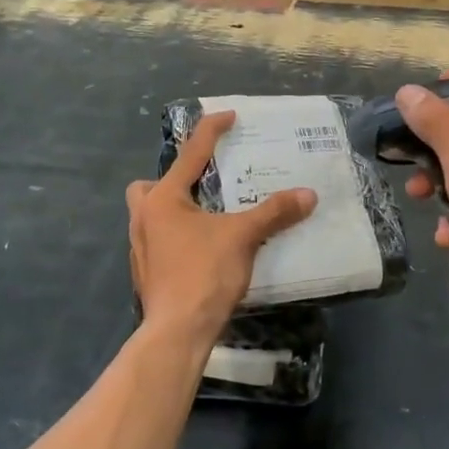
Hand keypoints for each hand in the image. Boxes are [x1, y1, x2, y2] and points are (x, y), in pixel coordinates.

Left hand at [127, 111, 316, 342]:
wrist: (178, 331)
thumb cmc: (205, 273)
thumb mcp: (243, 237)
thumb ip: (274, 212)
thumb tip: (308, 195)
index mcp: (163, 200)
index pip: (190, 154)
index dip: (211, 131)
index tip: (229, 116)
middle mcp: (144, 218)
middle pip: (147, 186)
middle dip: (170, 182)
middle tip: (201, 188)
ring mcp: (140, 248)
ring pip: (149, 216)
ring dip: (173, 211)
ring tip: (206, 219)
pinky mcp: (146, 273)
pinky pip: (158, 242)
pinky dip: (176, 238)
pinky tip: (201, 250)